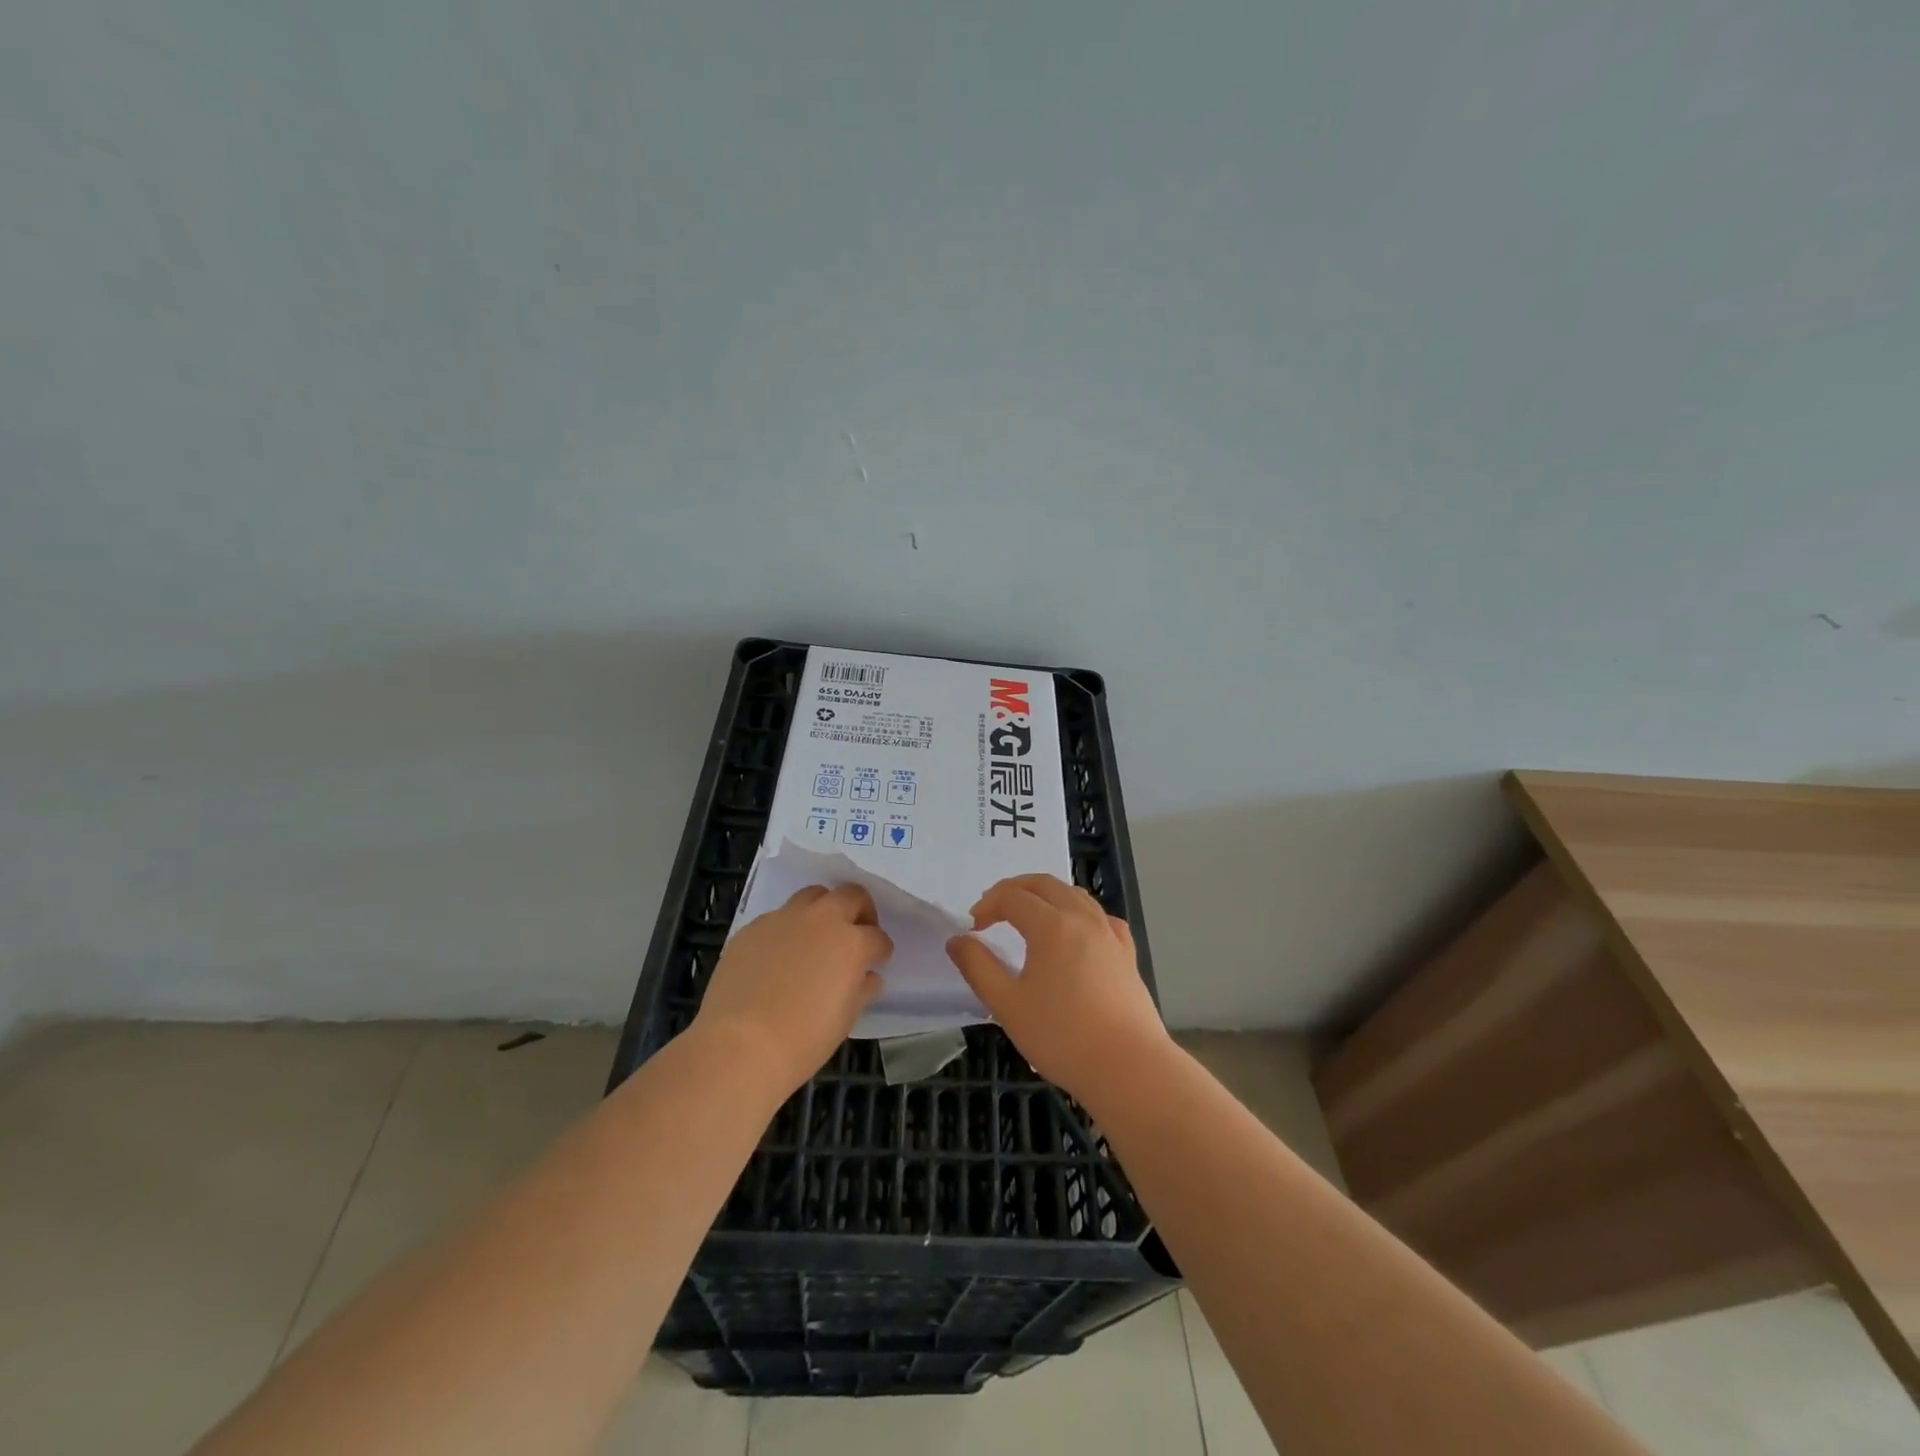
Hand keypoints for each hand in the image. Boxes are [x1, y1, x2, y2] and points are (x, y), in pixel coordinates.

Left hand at [694, 884, 891, 1096]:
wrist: (740, 1046)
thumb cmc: (804, 1040)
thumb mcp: (846, 1018)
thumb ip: (862, 989)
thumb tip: (867, 977)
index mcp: (851, 943)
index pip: (878, 938)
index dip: (881, 950)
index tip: (877, 961)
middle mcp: (821, 920)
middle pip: (851, 895)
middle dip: (860, 911)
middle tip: (856, 934)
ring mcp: (784, 919)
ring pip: (812, 896)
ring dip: (823, 910)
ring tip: (817, 937)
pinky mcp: (752, 928)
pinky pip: (778, 917)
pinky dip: (787, 929)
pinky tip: (779, 957)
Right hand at [946, 873, 1167, 1105]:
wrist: (1128, 1067)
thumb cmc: (1062, 1036)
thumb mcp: (1007, 1005)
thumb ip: (978, 967)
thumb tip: (957, 940)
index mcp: (1052, 925)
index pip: (1012, 897)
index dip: (987, 905)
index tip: (973, 928)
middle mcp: (1083, 918)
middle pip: (1045, 884)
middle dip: (1015, 889)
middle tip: (994, 908)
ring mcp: (1109, 934)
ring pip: (1075, 895)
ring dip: (1046, 895)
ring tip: (1029, 915)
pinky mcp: (1127, 954)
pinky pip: (1100, 917)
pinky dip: (1079, 913)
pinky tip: (1076, 932)